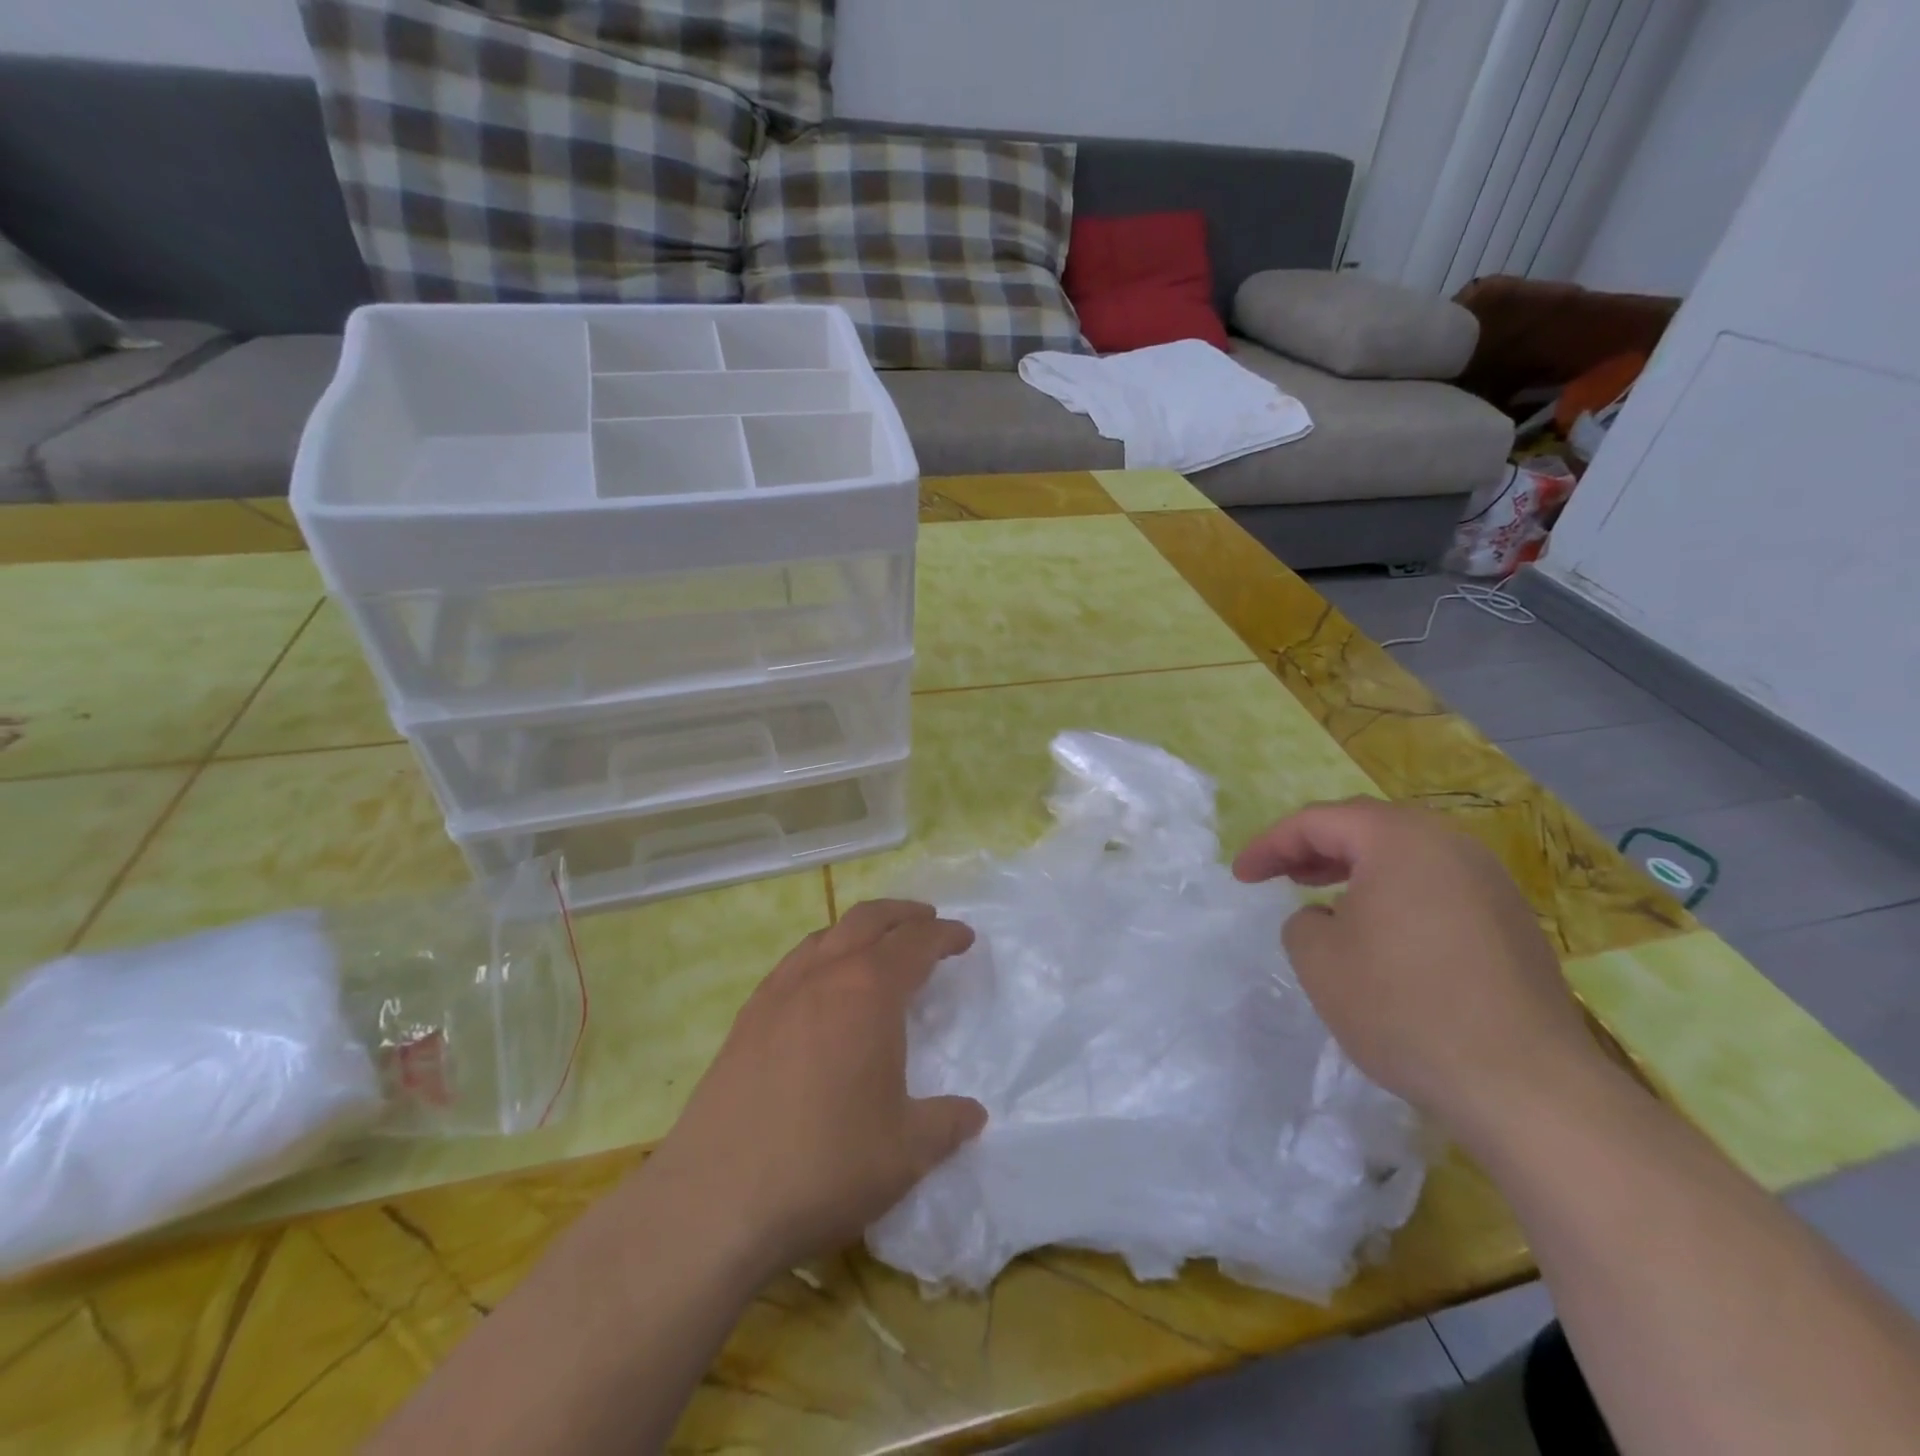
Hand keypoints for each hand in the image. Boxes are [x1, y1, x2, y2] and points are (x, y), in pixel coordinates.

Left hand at [646, 900, 985, 1273]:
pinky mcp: (746, 1019)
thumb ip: (946, 1124)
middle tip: (927, 920)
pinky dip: (821, 956)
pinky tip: (821, 989)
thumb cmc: (826, 1165)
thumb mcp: (906, 1152)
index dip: (944, 935)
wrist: (715, 1201)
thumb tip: (973, 1114)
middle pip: (867, 919)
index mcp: (868, 992)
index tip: (964, 937)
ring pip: (825, 935)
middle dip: (903, 914)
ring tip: (876, 948)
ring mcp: (777, 993)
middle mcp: (822, 976)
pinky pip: (793, 964)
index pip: (915, 943)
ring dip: (859, 930)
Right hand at [1234, 798, 1605, 1140]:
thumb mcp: (1319, 960)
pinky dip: (1395, 893)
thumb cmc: (1404, 1007)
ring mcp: (1490, 883)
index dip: (1270, 844)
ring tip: (1325, 897)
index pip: (1317, 822)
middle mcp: (1450, 846)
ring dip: (1357, 868)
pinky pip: (1436, 886)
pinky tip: (1382, 934)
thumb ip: (1302, 922)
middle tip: (1282, 873)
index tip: (1241, 876)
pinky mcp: (1511, 923)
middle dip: (1315, 846)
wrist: (1526, 1086)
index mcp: (1399, 840)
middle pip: (1367, 826)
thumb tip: (1325, 918)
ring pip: (1406, 855)